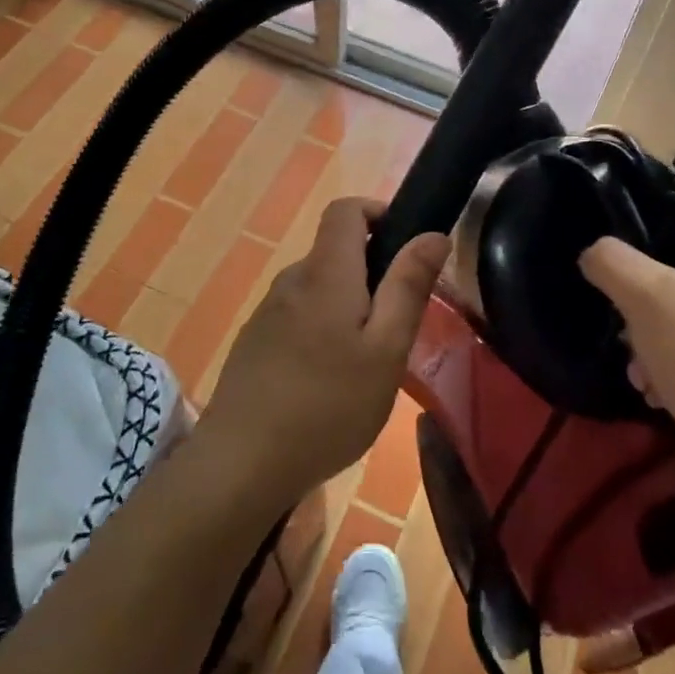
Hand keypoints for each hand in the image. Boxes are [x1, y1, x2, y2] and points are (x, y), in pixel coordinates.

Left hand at [194, 198, 448, 509]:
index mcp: (325, 272)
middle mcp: (291, 280)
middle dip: (371, 274)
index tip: (405, 247)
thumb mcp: (386, 350)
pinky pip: (297, 316)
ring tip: (364, 364)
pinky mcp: (254, 342)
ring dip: (346, 307)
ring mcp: (267, 312)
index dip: (376, 212)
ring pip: (318, 289)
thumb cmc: (328, 405)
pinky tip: (328, 384)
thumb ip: (408, 287)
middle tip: (395, 328)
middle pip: (334, 252)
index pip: (344, 209)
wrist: (241, 464)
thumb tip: (432, 234)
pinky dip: (321, 330)